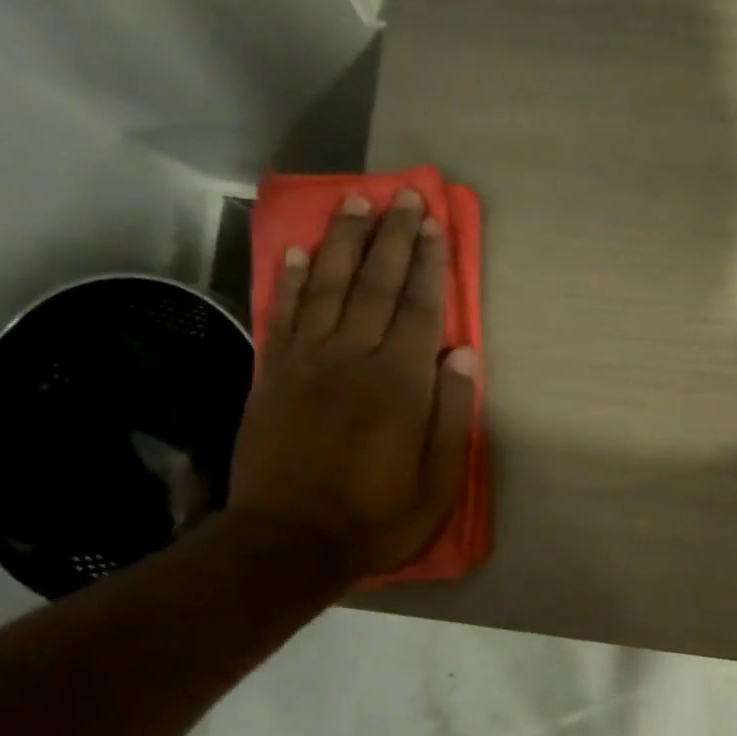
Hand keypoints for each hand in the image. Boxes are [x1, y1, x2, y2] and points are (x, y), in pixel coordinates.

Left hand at [229, 189, 477, 581]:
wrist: (287, 542)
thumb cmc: (377, 516)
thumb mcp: (438, 481)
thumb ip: (453, 414)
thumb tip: (464, 352)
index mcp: (400, 383)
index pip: (421, 308)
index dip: (431, 262)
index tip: (435, 221)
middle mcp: (353, 358)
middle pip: (376, 284)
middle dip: (393, 236)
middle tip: (402, 193)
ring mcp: (306, 362)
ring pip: (327, 287)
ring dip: (343, 241)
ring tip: (355, 201)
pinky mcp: (272, 375)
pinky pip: (283, 315)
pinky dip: (289, 279)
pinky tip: (295, 250)